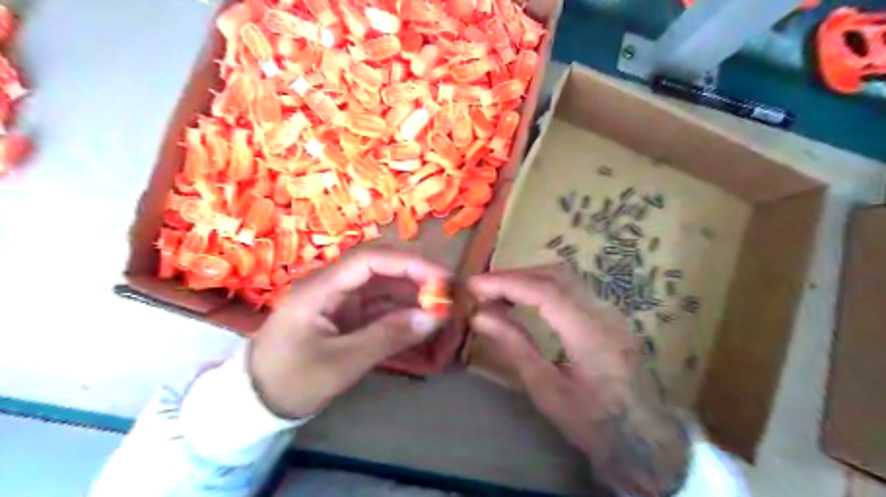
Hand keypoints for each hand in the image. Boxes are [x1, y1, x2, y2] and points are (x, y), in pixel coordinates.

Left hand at [247, 248, 447, 419]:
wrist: (255, 404)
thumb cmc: (291, 381)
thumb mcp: (341, 363)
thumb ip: (388, 336)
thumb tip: (434, 317)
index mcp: (321, 287)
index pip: (370, 260)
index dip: (408, 263)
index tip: (441, 277)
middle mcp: (332, 286)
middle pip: (379, 269)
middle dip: (415, 277)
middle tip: (448, 292)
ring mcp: (338, 301)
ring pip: (382, 288)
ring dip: (412, 295)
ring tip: (441, 307)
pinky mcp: (345, 316)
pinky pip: (379, 307)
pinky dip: (401, 312)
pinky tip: (422, 320)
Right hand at [471, 268, 690, 495]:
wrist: (644, 440)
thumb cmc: (593, 423)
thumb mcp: (547, 390)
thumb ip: (514, 346)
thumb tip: (479, 315)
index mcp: (591, 334)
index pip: (545, 290)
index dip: (506, 282)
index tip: (473, 285)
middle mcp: (605, 313)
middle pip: (556, 274)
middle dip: (515, 275)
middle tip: (482, 289)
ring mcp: (611, 312)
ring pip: (565, 277)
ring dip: (528, 278)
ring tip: (497, 293)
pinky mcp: (609, 316)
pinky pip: (572, 288)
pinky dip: (542, 286)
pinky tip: (525, 300)